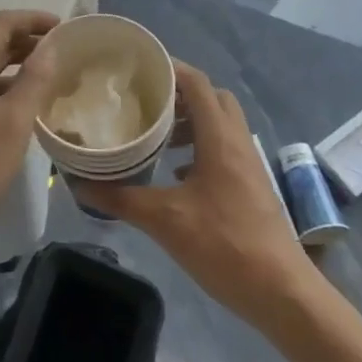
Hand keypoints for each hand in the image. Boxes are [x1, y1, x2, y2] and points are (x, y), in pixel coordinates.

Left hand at [0, 10, 59, 251]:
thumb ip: (34, 80)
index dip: (34, 20)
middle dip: (29, 42)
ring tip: (52, 79)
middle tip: (65, 53)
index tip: (65, 28)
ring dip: (18, 67)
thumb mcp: (12, 123)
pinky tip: (25, 109)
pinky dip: (6, 89)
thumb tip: (50, 47)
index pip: (2, 23)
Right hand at [99, 62, 317, 329]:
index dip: (170, 69)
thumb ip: (122, 199)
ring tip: (155, 137)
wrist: (282, 292)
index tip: (138, 69)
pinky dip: (199, 147)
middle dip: (179, 94)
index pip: (197, 83)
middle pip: (211, 97)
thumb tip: (80, 184)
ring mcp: (248, 164)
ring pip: (219, 124)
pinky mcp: (250, 185)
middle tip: (145, 103)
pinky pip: (224, 148)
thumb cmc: (224, 246)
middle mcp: (237, 141)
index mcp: (220, 137)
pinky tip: (175, 174)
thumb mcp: (166, 221)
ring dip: (190, 122)